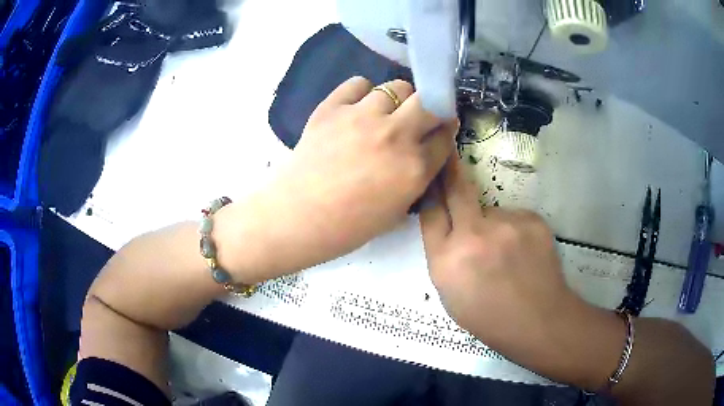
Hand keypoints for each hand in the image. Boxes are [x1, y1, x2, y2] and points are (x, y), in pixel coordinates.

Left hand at [221, 77, 458, 281]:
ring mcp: (362, 117)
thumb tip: (424, 151)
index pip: (445, 135)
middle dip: (431, 107)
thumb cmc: (347, 226)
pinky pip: (358, 84)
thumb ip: (417, 178)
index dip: (445, 131)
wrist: (296, 218)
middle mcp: (395, 135)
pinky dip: (362, 92)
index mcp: (414, 168)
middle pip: (430, 102)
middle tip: (419, 116)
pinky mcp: (332, 108)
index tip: (439, 130)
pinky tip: (357, 107)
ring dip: (398, 99)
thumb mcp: (396, 211)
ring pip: (396, 87)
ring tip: (385, 113)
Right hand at [419, 157, 624, 388]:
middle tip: (449, 152)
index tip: (431, 176)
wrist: (539, 321)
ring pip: (491, 211)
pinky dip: (513, 230)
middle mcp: (474, 235)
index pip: (430, 212)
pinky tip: (523, 253)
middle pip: (457, 190)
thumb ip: (444, 257)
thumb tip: (449, 226)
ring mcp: (507, 224)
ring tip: (506, 253)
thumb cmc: (489, 317)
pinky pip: (513, 217)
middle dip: (450, 170)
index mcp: (447, 260)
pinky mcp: (532, 220)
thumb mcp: (450, 295)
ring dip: (491, 224)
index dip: (430, 192)